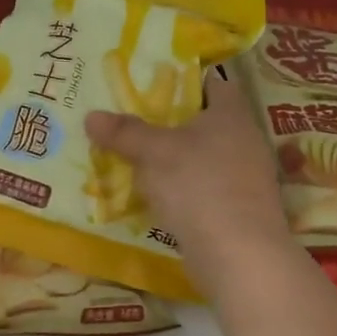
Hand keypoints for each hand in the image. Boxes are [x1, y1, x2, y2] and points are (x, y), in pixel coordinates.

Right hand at [86, 71, 295, 303]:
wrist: (239, 255)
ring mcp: (245, 177)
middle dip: (170, 122)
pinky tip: (156, 195)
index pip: (212, 83)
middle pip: (204, 121)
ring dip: (174, 159)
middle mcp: (245, 139)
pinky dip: (182, 188)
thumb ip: (124, 132)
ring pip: (203, 157)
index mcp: (232, 113)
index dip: (183, 80)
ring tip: (136, 158)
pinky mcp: (239, 209)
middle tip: (132, 120)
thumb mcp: (153, 152)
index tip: (151, 84)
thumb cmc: (199, 185)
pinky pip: (204, 187)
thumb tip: (91, 116)